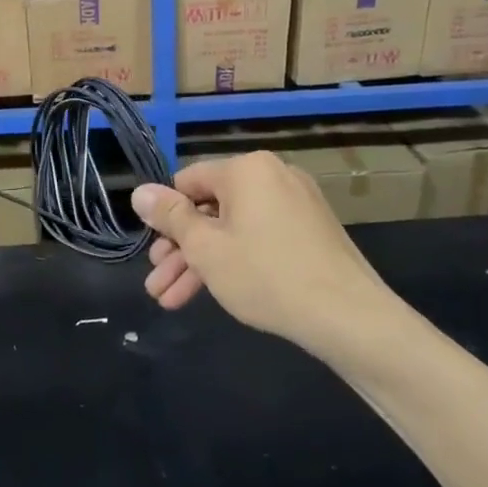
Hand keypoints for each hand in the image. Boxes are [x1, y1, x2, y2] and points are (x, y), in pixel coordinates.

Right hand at [130, 152, 406, 353]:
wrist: (349, 317)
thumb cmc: (266, 275)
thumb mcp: (206, 248)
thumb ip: (170, 217)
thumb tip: (138, 191)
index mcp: (246, 169)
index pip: (188, 182)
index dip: (164, 216)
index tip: (151, 250)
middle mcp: (272, 176)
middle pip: (210, 209)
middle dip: (180, 250)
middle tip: (157, 282)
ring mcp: (296, 203)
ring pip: (234, 229)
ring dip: (202, 263)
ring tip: (171, 300)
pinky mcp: (311, 231)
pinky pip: (260, 237)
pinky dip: (236, 260)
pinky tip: (215, 292)